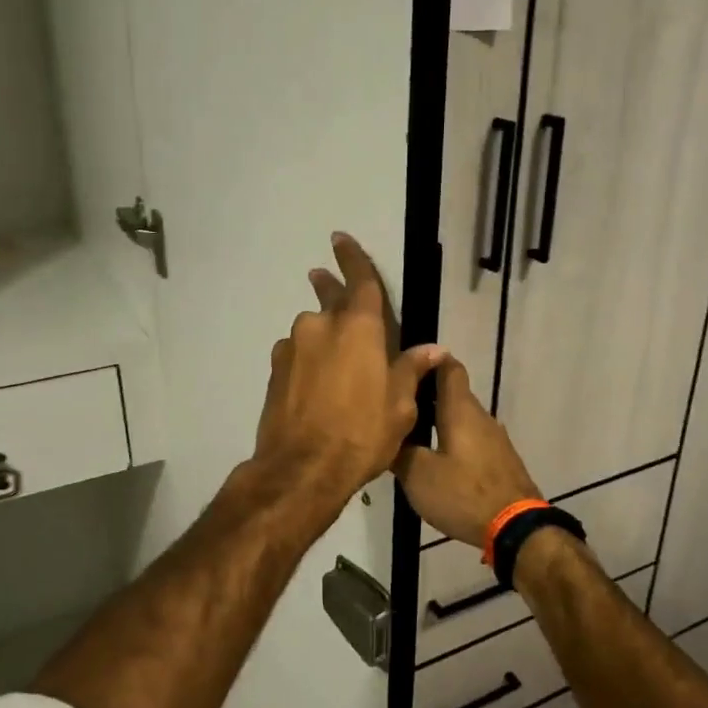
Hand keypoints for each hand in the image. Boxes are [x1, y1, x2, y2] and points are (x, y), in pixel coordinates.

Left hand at [253, 233, 445, 513]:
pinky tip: (316, 385)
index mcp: (359, 328)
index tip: (340, 238)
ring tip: (335, 364)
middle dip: (331, 288)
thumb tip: (433, 349)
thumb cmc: (362, 433)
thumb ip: (412, 369)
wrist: (302, 469)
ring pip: (312, 332)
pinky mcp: (275, 371)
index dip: (352, 257)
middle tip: (325, 279)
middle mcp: (321, 327)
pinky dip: (308, 360)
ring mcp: (293, 348)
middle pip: (330, 300)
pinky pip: (297, 355)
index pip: (359, 280)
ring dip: (323, 338)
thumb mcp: (400, 405)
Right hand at [393, 358, 540, 546]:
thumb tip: (389, 435)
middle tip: (397, 409)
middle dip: (426, 397)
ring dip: (439, 422)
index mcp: (460, 409)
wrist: (516, 528)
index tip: (405, 367)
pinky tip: (436, 462)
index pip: (448, 366)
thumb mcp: (418, 475)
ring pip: (462, 419)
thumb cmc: (463, 493)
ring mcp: (495, 439)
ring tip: (411, 437)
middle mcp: (480, 416)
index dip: (428, 361)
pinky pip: (472, 440)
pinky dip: (452, 442)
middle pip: (452, 394)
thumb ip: (400, 450)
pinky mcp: (500, 461)